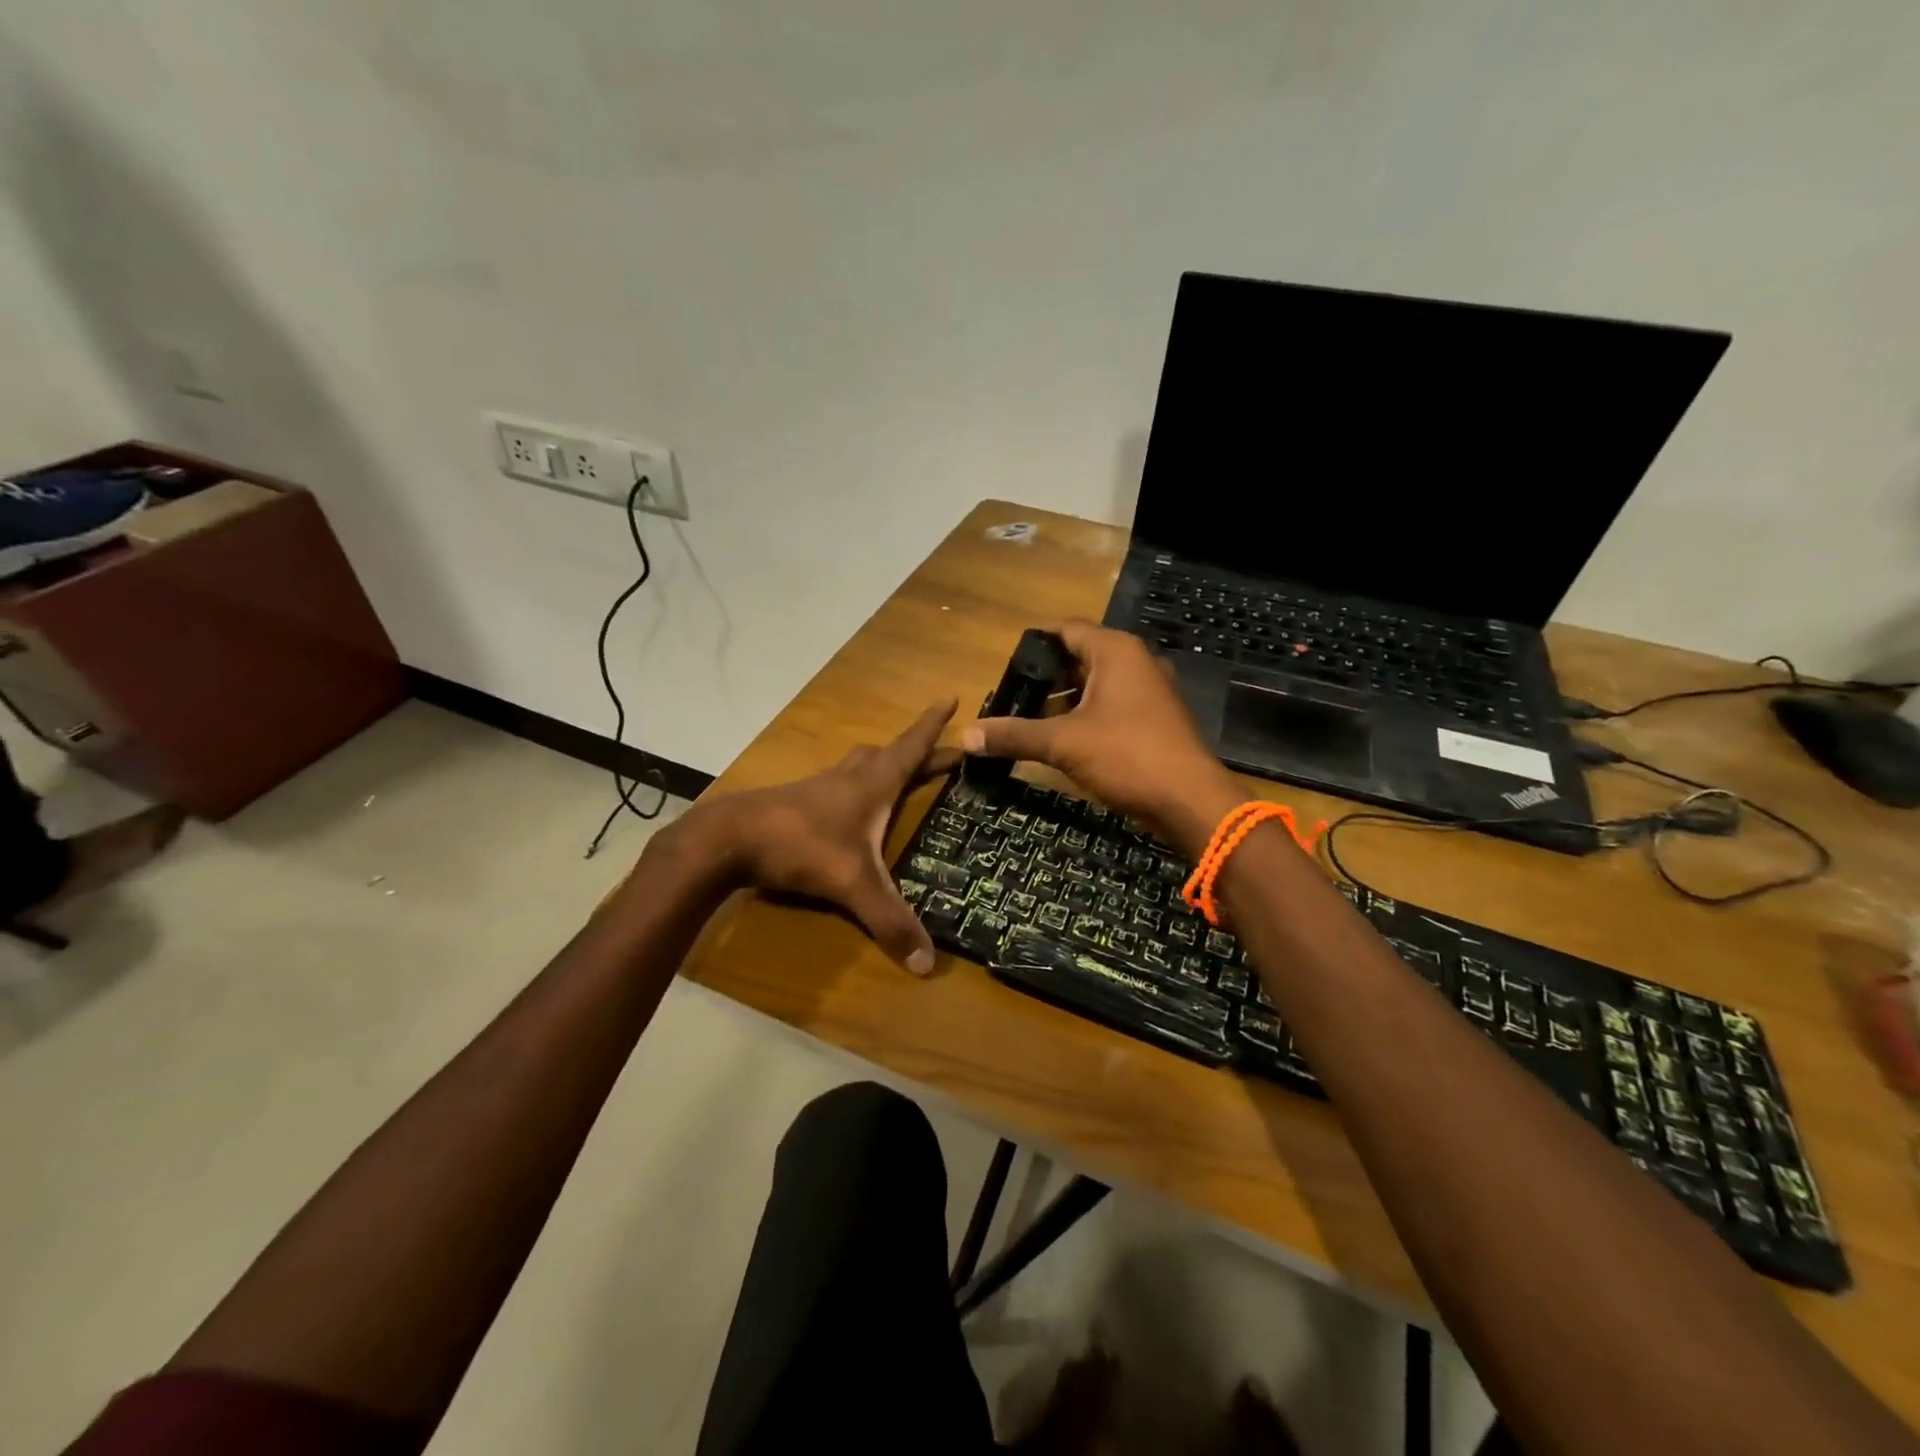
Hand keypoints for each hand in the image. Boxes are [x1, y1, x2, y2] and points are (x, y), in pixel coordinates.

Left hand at [688, 700, 960, 973]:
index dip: (933, 725)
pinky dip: (853, 787)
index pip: (911, 747)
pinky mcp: (796, 802)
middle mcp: (849, 778)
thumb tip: (928, 966)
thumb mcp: (852, 885)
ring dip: (882, 765)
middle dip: (917, 752)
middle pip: (888, 754)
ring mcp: (819, 787)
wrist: (728, 838)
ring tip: (896, 777)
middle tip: (941, 755)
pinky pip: (836, 785)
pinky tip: (848, 810)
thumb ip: (890, 921)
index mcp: (872, 784)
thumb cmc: (800, 846)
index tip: (950, 697)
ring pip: (858, 765)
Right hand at [959, 620, 1242, 856]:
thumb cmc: (1127, 756)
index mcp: (1116, 652)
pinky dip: (1088, 715)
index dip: (1036, 641)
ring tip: (1033, 719)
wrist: (1190, 800)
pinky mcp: (1156, 719)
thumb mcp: (1062, 744)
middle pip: (1082, 656)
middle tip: (1015, 695)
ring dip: (1067, 698)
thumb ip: (1014, 735)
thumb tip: (966, 737)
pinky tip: (1066, 739)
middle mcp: (1137, 662)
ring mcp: (1151, 691)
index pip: (1068, 629)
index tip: (1007, 661)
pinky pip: (1114, 705)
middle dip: (1048, 675)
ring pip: (1099, 683)